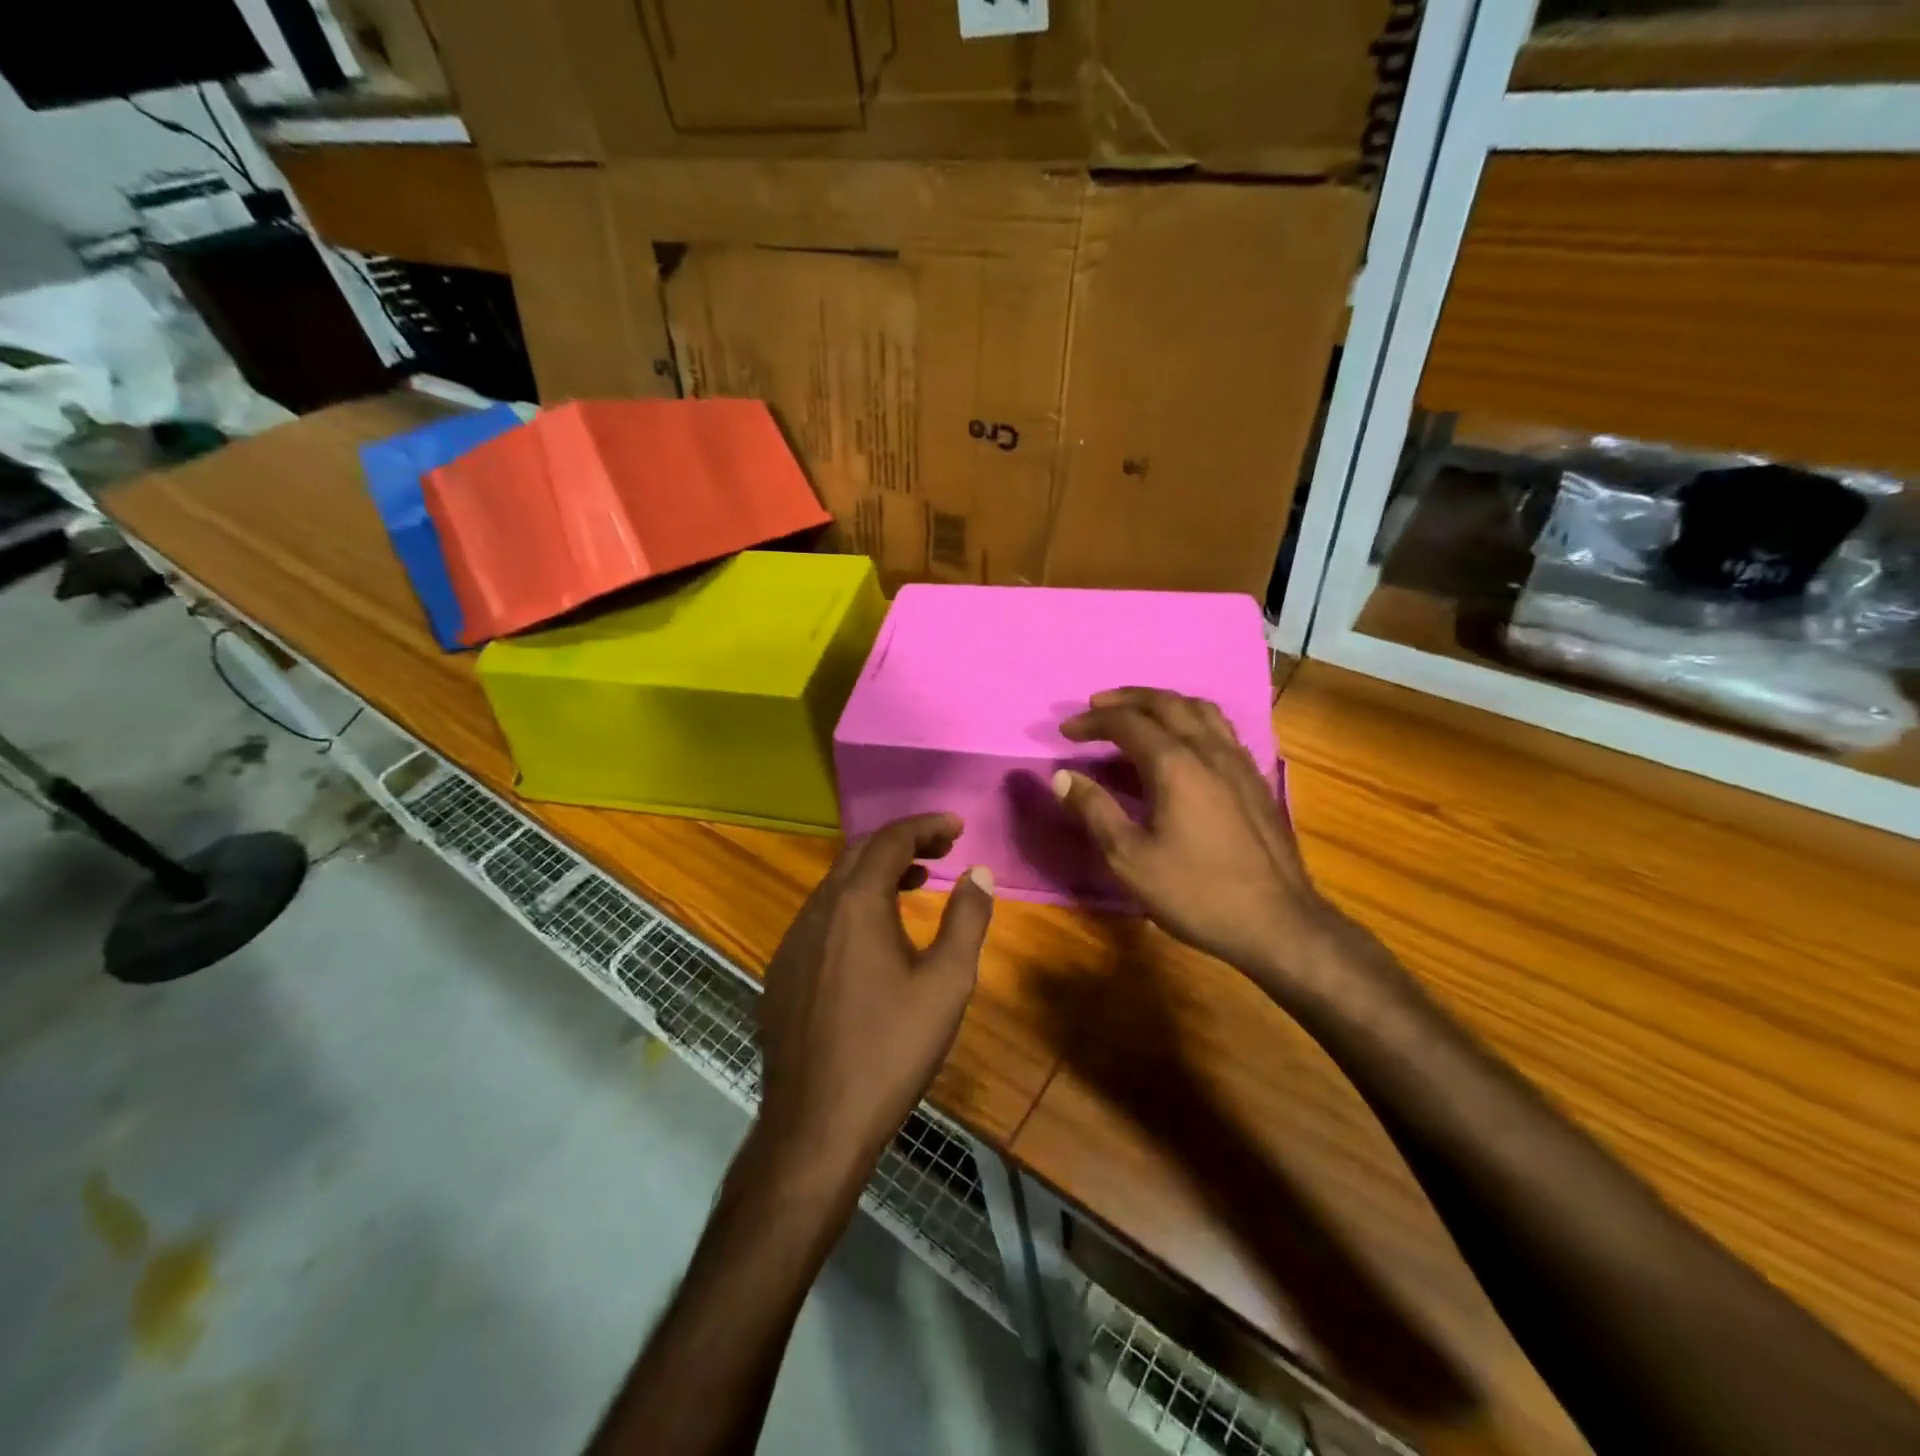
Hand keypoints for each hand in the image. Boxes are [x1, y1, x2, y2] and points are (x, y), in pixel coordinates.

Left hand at [755, 814, 994, 1176]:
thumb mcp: (946, 983)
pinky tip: (874, 937)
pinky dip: (853, 905)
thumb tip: (980, 873)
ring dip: (876, 874)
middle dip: (902, 843)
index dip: (926, 827)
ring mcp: (792, 941)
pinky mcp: (782, 972)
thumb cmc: (891, 1049)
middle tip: (941, 851)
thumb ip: (967, 920)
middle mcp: (817, 910)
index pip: (891, 840)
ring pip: (836, 885)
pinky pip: (821, 917)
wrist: (816, 1124)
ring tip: (915, 884)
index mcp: (856, 904)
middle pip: (859, 854)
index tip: (957, 828)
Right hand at [1054, 688, 1355, 1000]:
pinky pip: (1220, 729)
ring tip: (1139, 714)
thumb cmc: (1195, 892)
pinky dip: (1191, 720)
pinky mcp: (1254, 779)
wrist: (1277, 923)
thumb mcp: (1130, 858)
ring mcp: (1238, 762)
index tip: (1066, 730)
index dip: (1093, 721)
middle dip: (1127, 699)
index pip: (1127, 723)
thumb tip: (1062, 776)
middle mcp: (1209, 750)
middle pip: (1166, 703)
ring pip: (1200, 710)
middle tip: (1097, 706)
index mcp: (1175, 764)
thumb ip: (1094, 811)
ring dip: (1163, 703)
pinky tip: (1184, 743)